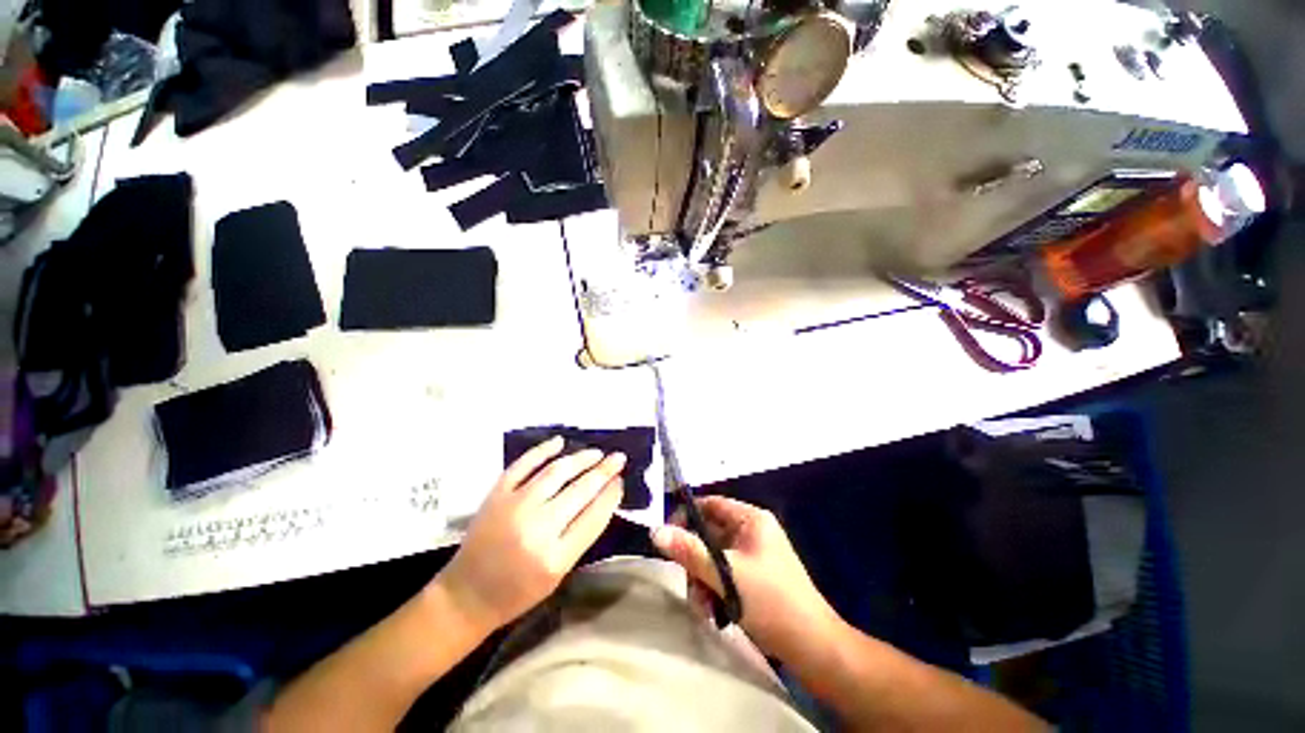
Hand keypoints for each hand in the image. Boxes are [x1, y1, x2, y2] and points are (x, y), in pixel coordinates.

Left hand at [436, 437, 625, 631]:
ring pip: (556, 472)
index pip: (594, 516)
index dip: (611, 494)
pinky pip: (523, 464)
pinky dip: (543, 450)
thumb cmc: (518, 591)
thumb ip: (582, 535)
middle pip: (580, 490)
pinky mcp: (496, 495)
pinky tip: (559, 442)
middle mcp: (537, 528)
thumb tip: (603, 497)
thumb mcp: (558, 573)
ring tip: (596, 453)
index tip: (620, 480)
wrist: (466, 595)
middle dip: (604, 471)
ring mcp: (514, 507)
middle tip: (618, 458)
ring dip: (581, 458)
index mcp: (555, 558)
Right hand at [652, 496, 840, 660]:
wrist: (813, 648)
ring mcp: (753, 555)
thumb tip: (655, 531)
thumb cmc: (772, 602)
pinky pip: (723, 573)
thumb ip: (690, 552)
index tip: (667, 538)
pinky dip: (714, 589)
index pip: (710, 504)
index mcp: (751, 519)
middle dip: (695, 560)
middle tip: (689, 584)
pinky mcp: (753, 576)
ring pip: (713, 557)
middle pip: (709, 533)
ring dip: (702, 579)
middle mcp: (751, 532)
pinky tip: (714, 612)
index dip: (686, 517)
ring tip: (703, 607)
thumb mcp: (727, 575)